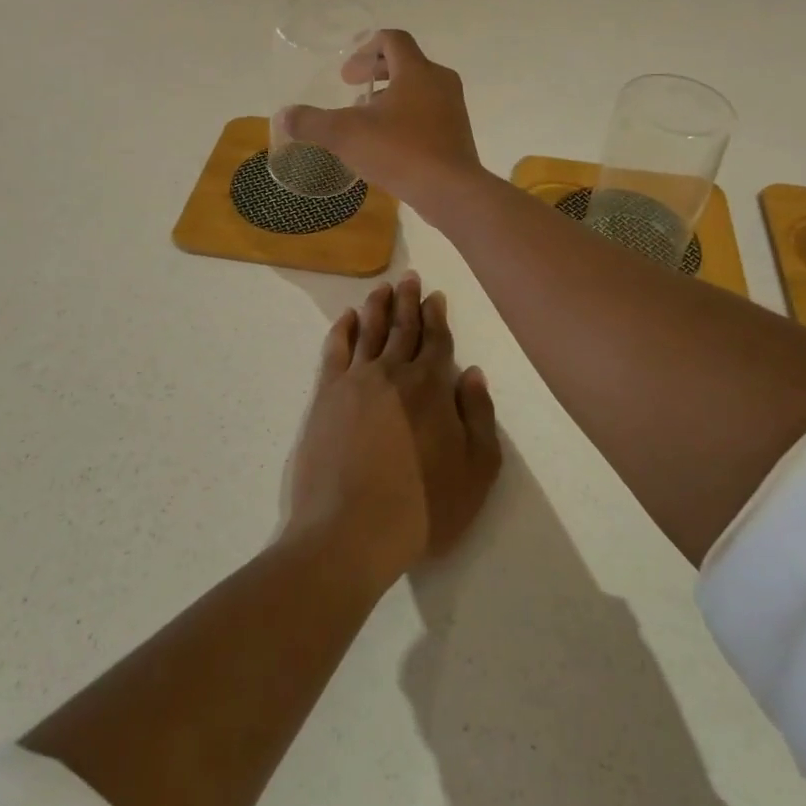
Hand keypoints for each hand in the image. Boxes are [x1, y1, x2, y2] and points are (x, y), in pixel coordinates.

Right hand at [275, 30, 484, 220]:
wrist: (451, 191)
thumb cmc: (400, 151)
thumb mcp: (345, 135)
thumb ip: (311, 122)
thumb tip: (284, 115)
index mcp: (416, 70)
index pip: (392, 40)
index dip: (365, 47)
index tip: (346, 72)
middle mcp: (439, 81)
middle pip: (405, 62)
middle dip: (375, 71)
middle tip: (351, 88)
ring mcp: (452, 108)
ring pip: (418, 88)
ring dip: (390, 95)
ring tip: (366, 118)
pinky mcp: (456, 133)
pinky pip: (428, 112)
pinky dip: (405, 115)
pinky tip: (387, 142)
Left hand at [286, 273, 501, 589]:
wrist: (351, 529)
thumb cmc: (422, 507)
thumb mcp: (476, 471)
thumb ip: (479, 417)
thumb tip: (473, 373)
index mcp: (431, 387)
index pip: (436, 340)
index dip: (437, 316)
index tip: (435, 295)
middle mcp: (393, 372)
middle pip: (402, 327)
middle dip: (408, 300)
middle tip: (409, 277)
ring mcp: (356, 380)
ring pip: (369, 331)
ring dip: (377, 306)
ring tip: (382, 287)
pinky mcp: (326, 395)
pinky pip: (335, 350)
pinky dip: (342, 329)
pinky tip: (346, 317)